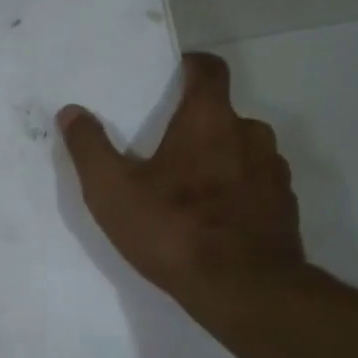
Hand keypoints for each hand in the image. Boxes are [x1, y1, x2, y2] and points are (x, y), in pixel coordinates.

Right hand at [56, 52, 308, 327]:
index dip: (191, 67)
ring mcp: (275, 172)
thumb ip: (89, 148)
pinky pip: (259, 187)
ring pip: (245, 152)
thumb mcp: (112, 192)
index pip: (209, 70)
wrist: (244, 290)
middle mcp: (251, 135)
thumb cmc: (174, 230)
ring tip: (192, 192)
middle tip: (167, 152)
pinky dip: (239, 193)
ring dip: (221, 161)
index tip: (172, 77)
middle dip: (198, 126)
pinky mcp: (286, 208)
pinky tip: (217, 223)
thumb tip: (72, 112)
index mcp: (210, 120)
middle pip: (224, 115)